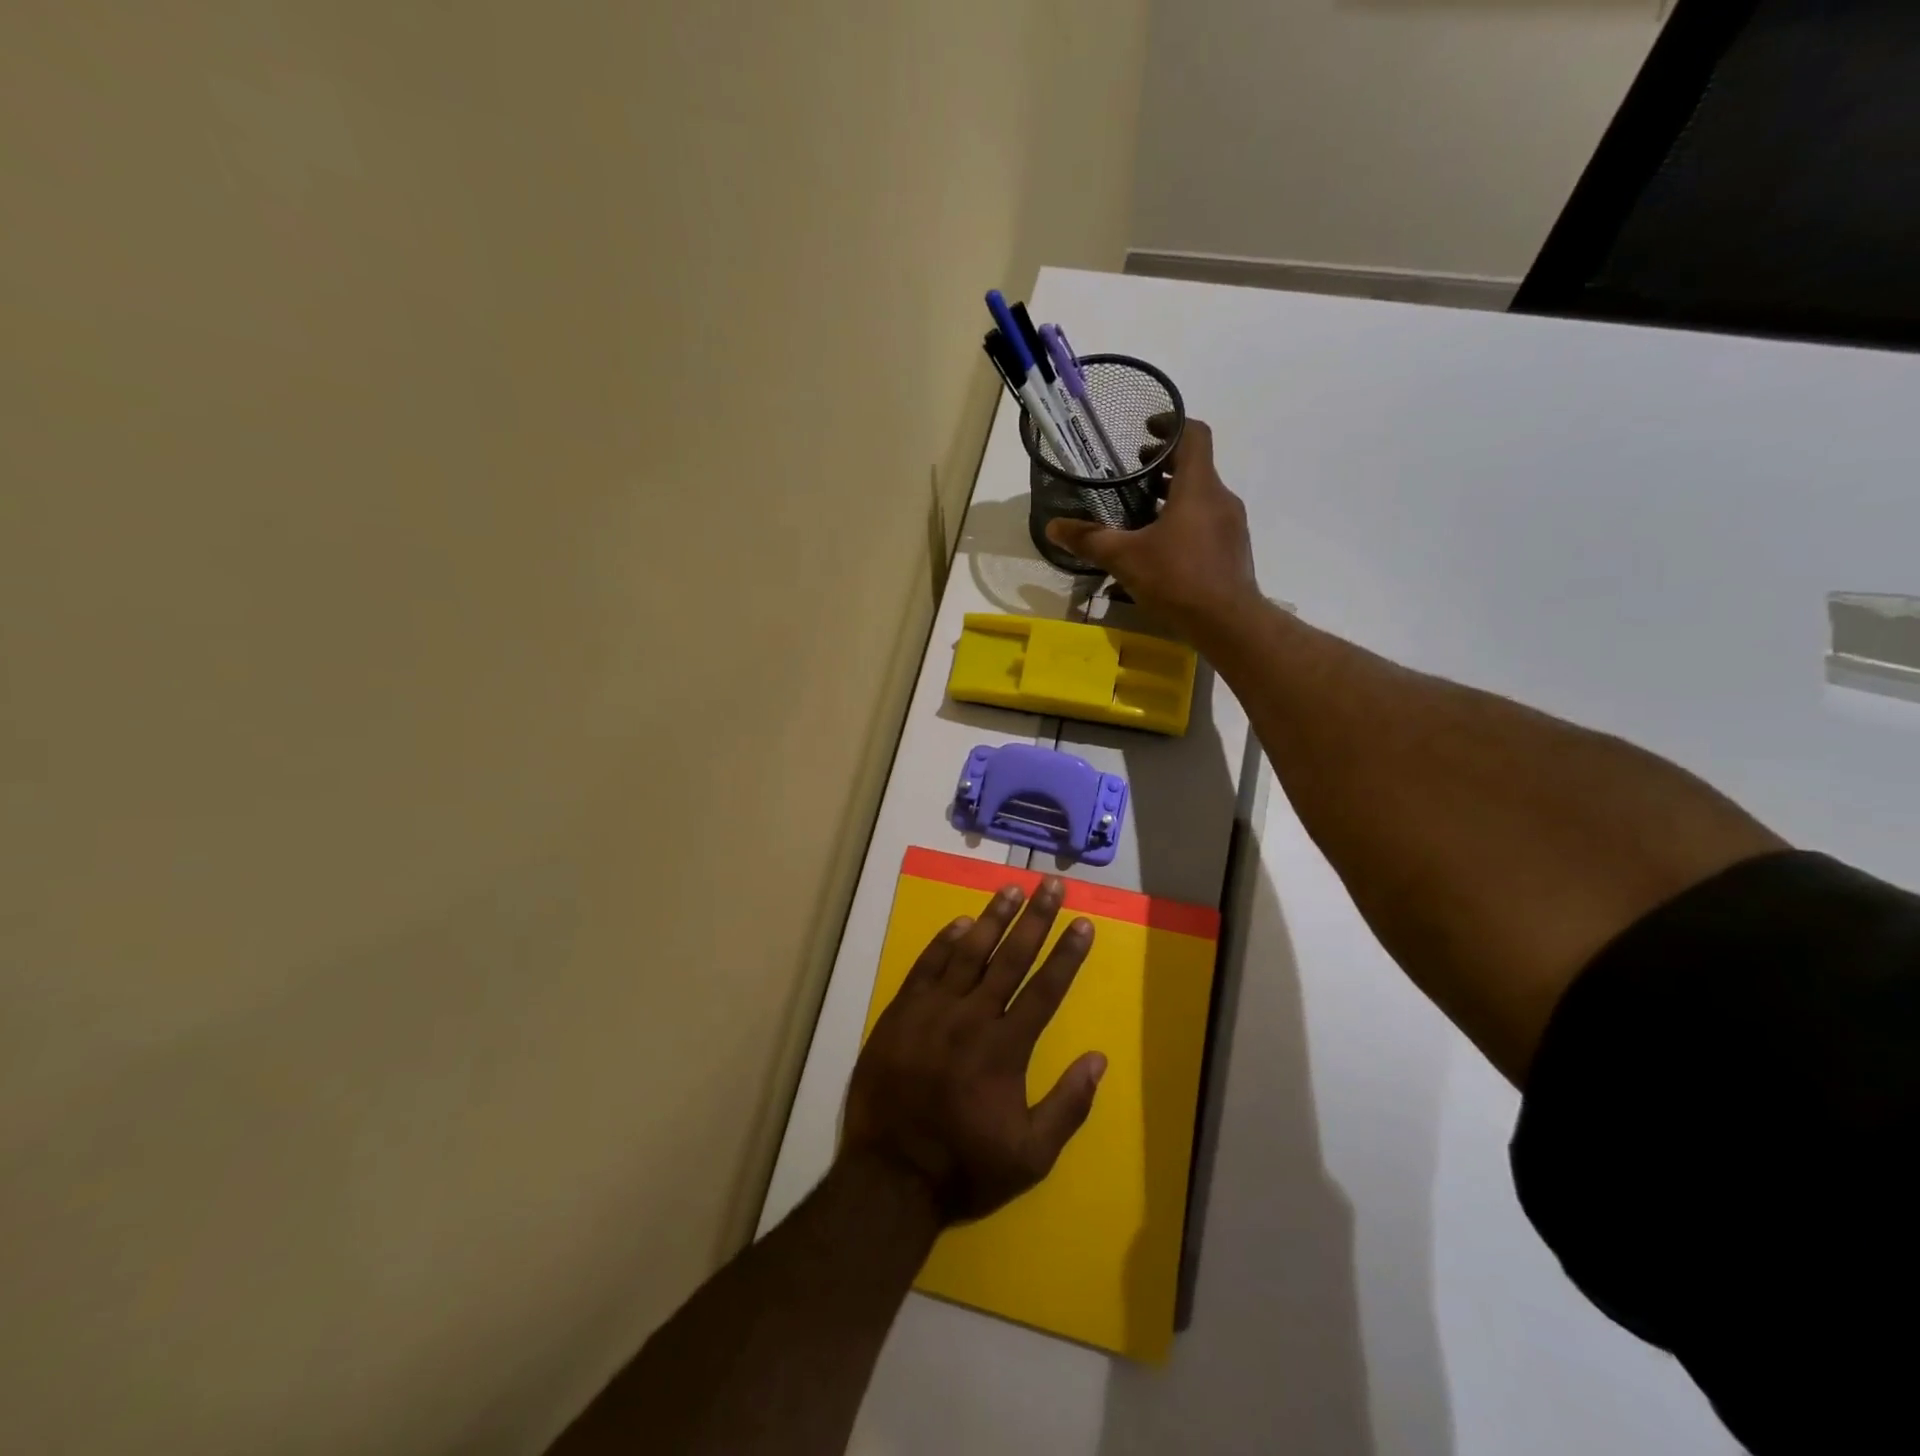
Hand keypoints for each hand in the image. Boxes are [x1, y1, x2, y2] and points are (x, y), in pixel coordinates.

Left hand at [840, 877, 1106, 1223]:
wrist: (890, 1175)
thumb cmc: (965, 1165)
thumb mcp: (1031, 1156)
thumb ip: (1068, 1106)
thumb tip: (1098, 1059)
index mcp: (1006, 1049)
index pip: (1045, 989)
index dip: (1066, 954)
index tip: (1083, 922)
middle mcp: (972, 1018)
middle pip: (1010, 958)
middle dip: (1035, 919)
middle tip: (1051, 884)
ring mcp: (932, 1011)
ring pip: (967, 953)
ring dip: (992, 917)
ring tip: (1011, 888)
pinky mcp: (901, 1012)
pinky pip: (926, 967)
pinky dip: (943, 942)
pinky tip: (959, 922)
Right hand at [1045, 416, 1260, 634]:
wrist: (1228, 623)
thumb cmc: (1177, 579)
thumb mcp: (1124, 558)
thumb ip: (1089, 539)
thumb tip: (1053, 527)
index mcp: (1198, 487)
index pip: (1193, 434)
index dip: (1170, 424)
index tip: (1145, 430)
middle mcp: (1220, 498)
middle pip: (1194, 466)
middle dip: (1163, 465)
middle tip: (1131, 475)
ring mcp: (1231, 525)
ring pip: (1200, 496)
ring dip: (1172, 496)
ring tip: (1139, 512)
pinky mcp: (1233, 549)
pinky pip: (1207, 522)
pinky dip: (1184, 521)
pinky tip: (1160, 546)